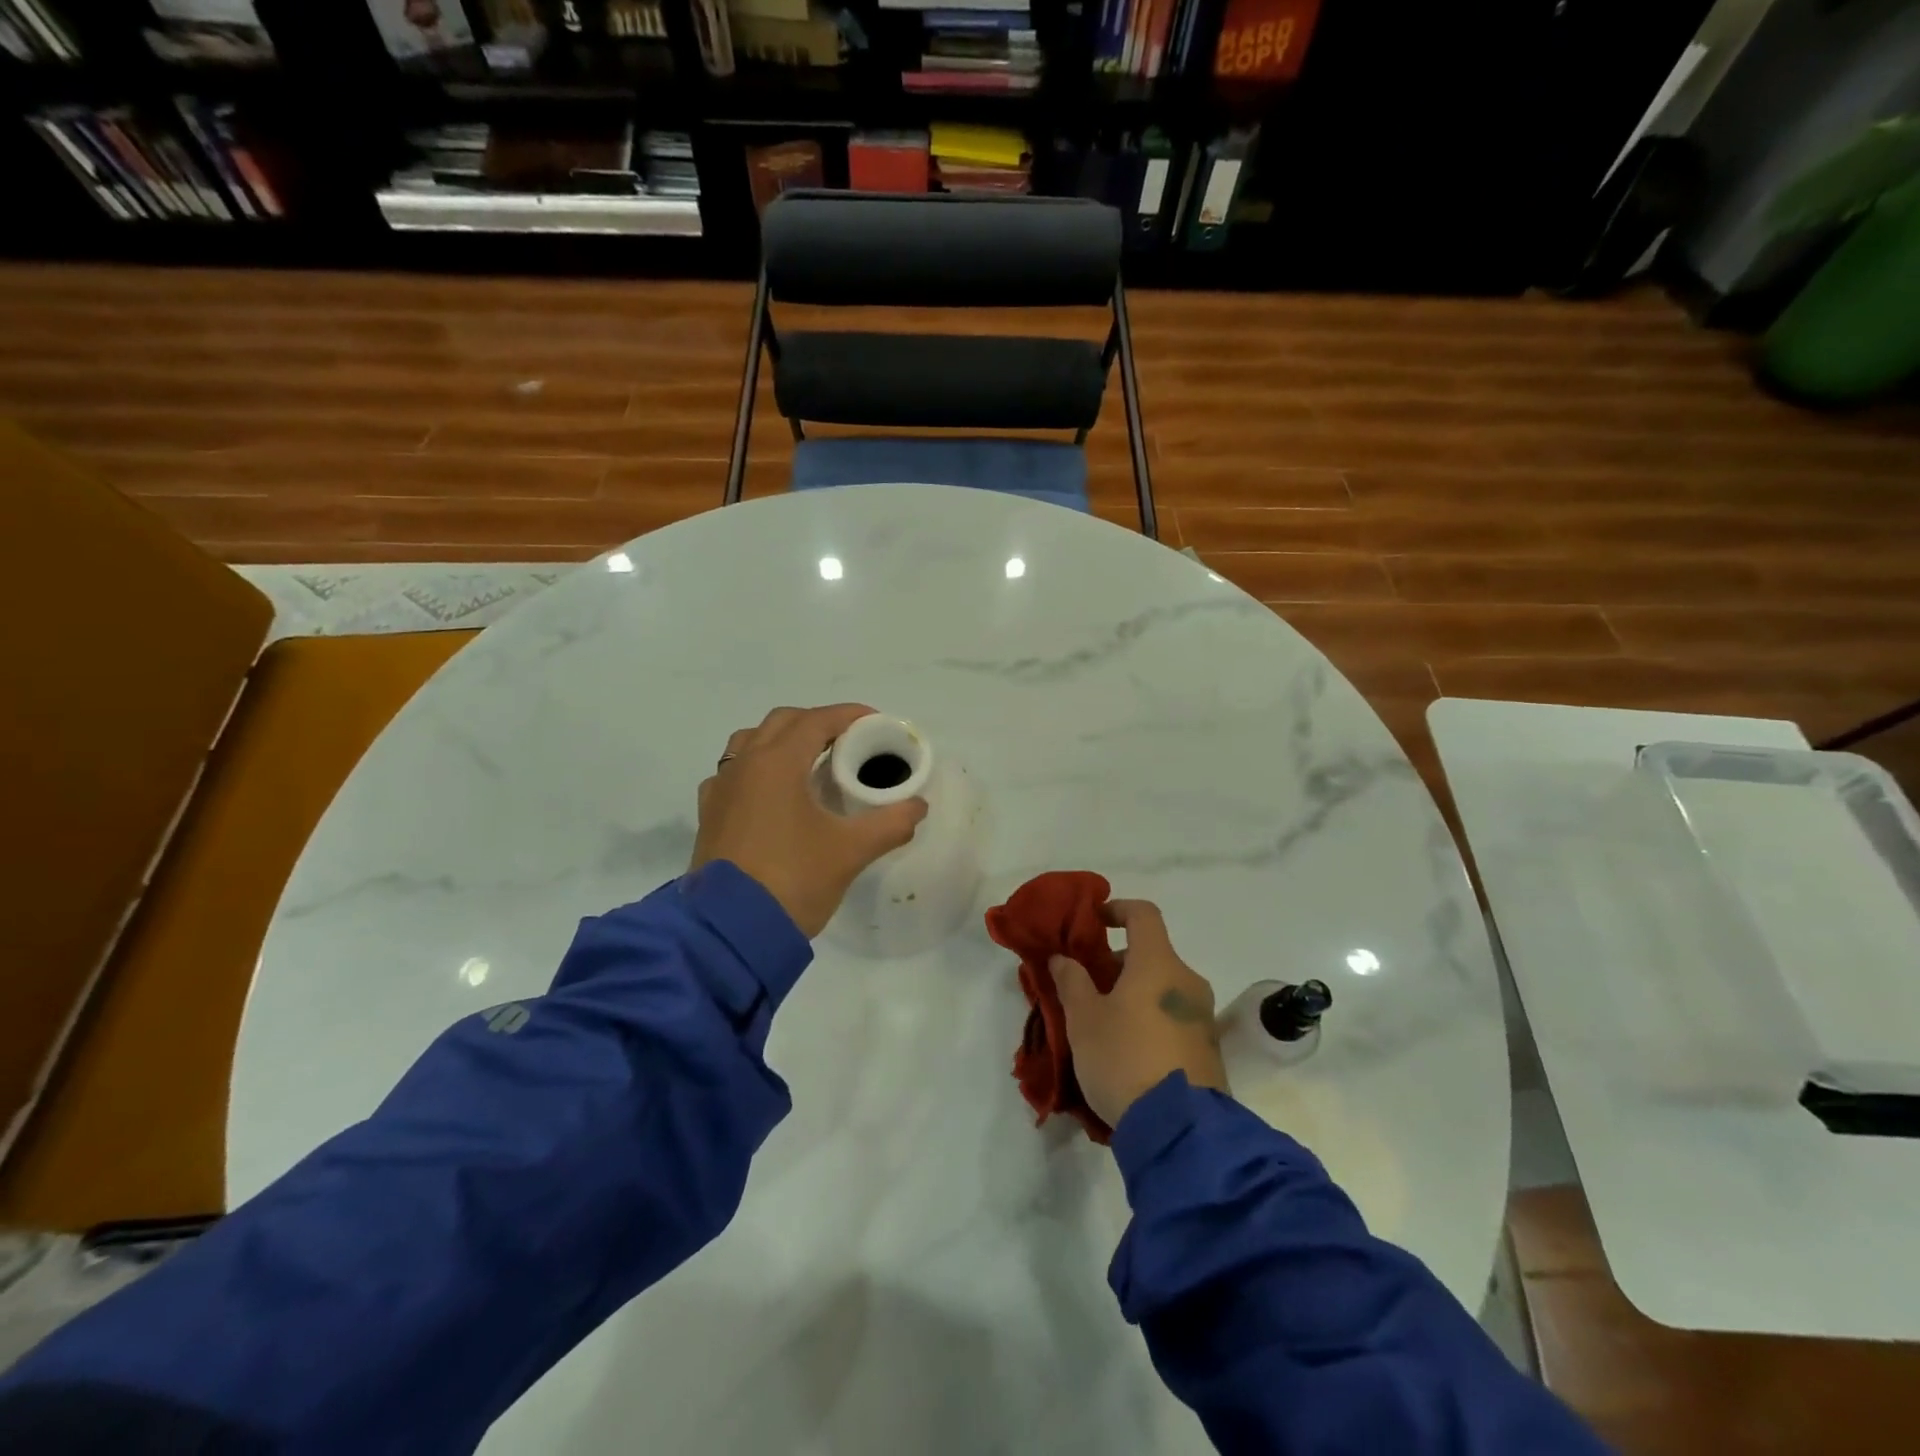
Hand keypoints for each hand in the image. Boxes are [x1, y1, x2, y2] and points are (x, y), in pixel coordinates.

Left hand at [692, 704, 928, 937]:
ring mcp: (721, 789)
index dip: (850, 716)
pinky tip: (774, 795)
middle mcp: (744, 765)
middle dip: (817, 723)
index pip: (817, 720)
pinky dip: (757, 768)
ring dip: (783, 741)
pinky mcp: (709, 815)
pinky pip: (733, 773)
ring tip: (811, 763)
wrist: (730, 932)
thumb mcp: (850, 852)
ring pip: (751, 742)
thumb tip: (918, 806)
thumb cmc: (793, 880)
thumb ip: (890, 823)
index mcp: (777, 763)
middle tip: (849, 743)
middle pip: (782, 722)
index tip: (876, 723)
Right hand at [1052, 900, 1228, 1127]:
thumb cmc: (1123, 1059)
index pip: (1143, 914)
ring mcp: (1203, 1016)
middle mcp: (1187, 981)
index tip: (1094, 922)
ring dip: (1134, 995)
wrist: (1180, 1130)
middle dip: (1118, 965)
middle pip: (1151, 955)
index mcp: (1158, 963)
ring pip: (1162, 988)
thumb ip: (1072, 981)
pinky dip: (1151, 1020)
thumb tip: (1063, 958)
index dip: (1117, 909)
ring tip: (1104, 1027)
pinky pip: (1174, 1018)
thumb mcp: (1084, 1019)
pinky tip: (1129, 1052)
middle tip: (1088, 990)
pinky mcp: (1209, 1049)